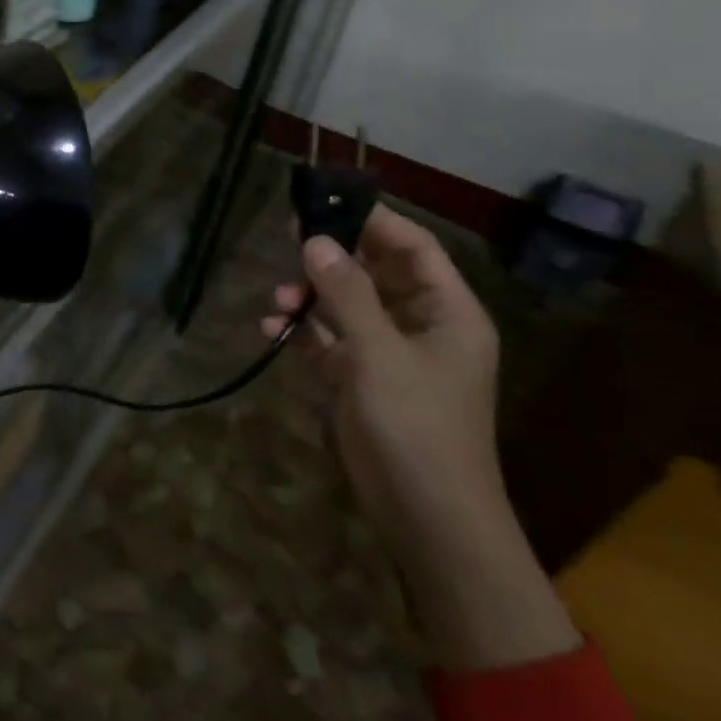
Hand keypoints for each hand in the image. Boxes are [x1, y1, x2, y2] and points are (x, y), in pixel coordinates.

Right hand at [262, 205, 501, 557]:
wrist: (427, 517)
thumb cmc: (417, 426)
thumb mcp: (379, 353)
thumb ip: (346, 293)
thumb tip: (314, 238)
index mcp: (447, 312)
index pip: (414, 248)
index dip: (374, 222)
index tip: (327, 204)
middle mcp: (421, 326)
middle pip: (376, 272)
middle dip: (333, 257)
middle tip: (289, 236)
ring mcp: (390, 354)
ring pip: (348, 305)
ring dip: (312, 296)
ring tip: (277, 298)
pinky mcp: (362, 379)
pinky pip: (330, 340)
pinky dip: (304, 331)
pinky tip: (273, 328)